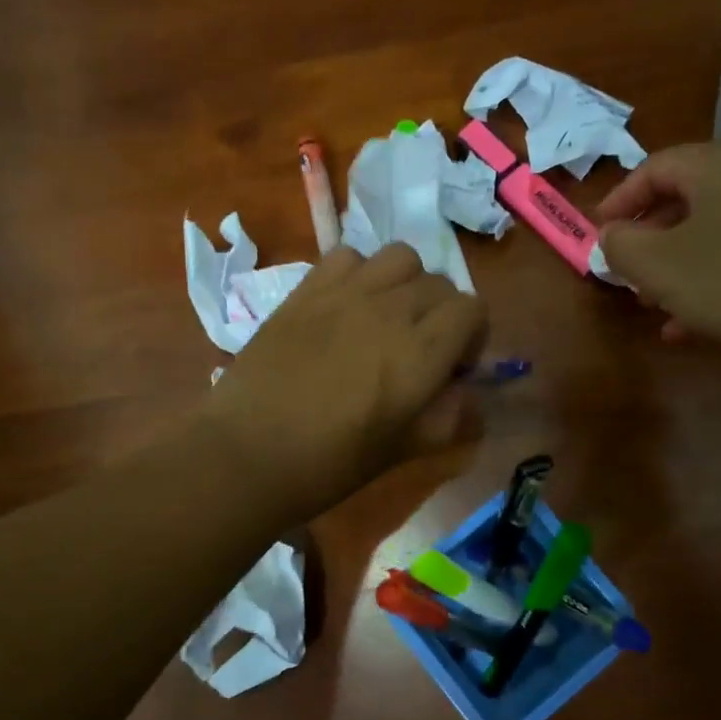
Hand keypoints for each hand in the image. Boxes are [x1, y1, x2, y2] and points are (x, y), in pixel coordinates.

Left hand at [205, 243, 488, 524]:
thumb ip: (448, 416)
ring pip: (400, 258)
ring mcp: (345, 293)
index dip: (472, 336)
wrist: (248, 452)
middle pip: (439, 283)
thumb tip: (464, 391)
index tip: (452, 367)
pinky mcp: (306, 289)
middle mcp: (390, 310)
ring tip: (386, 317)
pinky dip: (360, 274)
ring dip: (405, 284)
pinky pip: (349, 256)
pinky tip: (346, 307)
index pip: (472, 309)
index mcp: (421, 353)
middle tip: (418, 348)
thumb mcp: (404, 450)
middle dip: (441, 313)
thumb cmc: (330, 464)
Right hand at [596, 142, 720, 355]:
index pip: (652, 167)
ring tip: (656, 308)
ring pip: (714, 233)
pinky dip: (713, 281)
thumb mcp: (659, 266)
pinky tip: (696, 325)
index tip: (598, 237)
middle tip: (628, 277)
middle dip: (648, 241)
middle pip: (685, 200)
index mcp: (715, 164)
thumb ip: (621, 246)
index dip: (619, 201)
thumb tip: (611, 235)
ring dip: (678, 268)